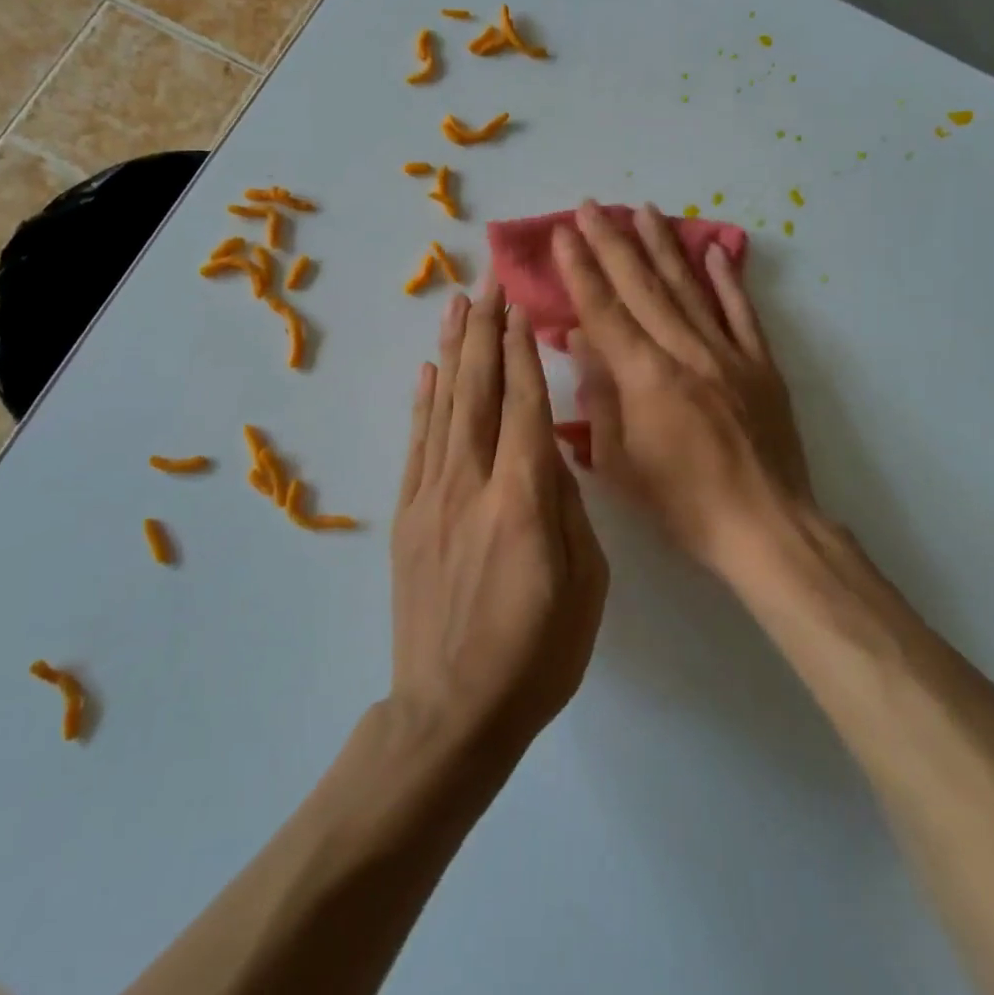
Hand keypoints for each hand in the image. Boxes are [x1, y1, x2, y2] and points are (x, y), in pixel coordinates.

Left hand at [388, 286, 608, 762]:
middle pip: (478, 390)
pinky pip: (416, 444)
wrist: (452, 713)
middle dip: (485, 331)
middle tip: (487, 282)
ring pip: (443, 407)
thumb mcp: (587, 583)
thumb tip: (549, 453)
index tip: (520, 305)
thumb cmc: (537, 654)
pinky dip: (422, 402)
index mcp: (522, 499)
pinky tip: (428, 371)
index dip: (521, 350)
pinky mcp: (406, 516)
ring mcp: (431, 497)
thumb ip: (569, 507)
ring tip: (456, 304)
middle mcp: (471, 484)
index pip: (523, 404)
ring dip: (452, 351)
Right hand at [553, 201, 813, 576]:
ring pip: (689, 288)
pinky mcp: (761, 364)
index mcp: (646, 378)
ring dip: (663, 246)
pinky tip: (714, 250)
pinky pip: (742, 312)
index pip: (605, 310)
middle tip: (592, 206)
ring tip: (644, 210)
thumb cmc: (682, 503)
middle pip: (643, 287)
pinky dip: (727, 279)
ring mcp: (728, 353)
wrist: (765, 526)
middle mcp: (686, 352)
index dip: (581, 269)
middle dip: (613, 243)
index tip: (564, 233)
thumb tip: (581, 340)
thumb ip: (599, 396)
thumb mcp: (619, 463)